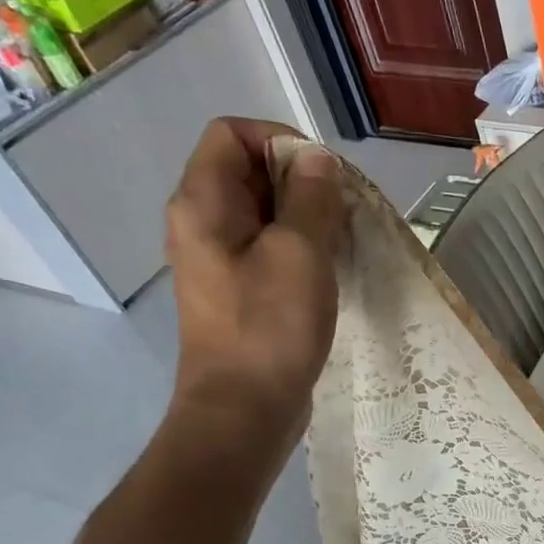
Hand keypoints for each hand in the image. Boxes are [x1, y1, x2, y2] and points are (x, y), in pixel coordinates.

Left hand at [165, 118, 345, 427]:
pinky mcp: (238, 290)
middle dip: (301, 179)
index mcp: (203, 202)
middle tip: (342, 211)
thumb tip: (317, 159)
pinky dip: (300, 246)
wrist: (244, 410)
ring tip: (342, 240)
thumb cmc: (270, 327)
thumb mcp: (300, 252)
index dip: (280, 141)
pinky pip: (268, 247)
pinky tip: (329, 269)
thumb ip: (311, 197)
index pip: (232, 133)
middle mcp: (201, 222)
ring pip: (264, 212)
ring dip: (306, 216)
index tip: (325, 175)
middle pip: (249, 170)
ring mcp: (219, 259)